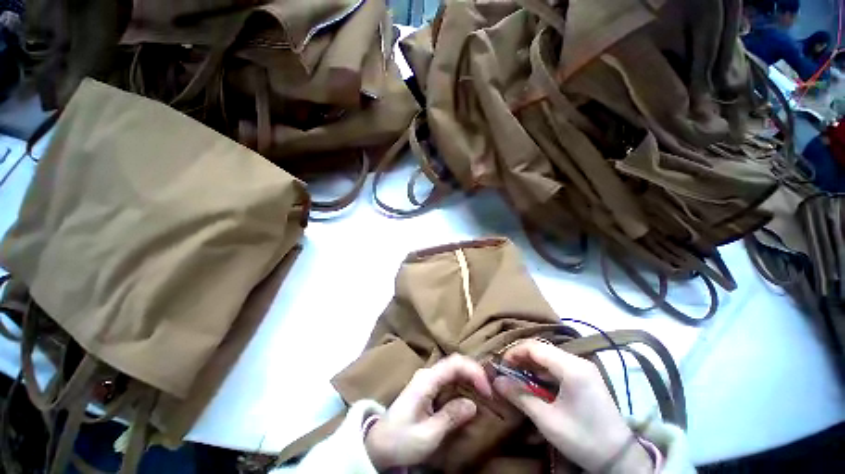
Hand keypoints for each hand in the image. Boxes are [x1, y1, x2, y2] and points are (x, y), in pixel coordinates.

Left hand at [365, 354, 491, 470]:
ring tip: (484, 393)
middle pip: (455, 363)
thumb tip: (473, 405)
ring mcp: (427, 379)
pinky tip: (470, 394)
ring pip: (453, 369)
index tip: (487, 390)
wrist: (379, 444)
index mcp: (426, 380)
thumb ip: (450, 417)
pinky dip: (462, 383)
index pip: (454, 364)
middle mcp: (427, 374)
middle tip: (489, 392)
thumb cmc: (401, 440)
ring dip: (469, 377)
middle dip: (474, 373)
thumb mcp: (427, 434)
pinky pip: (449, 379)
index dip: (474, 371)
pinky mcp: (428, 387)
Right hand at [493, 340, 652, 473]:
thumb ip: (520, 396)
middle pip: (541, 348)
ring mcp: (583, 368)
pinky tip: (535, 382)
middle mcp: (578, 361)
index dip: (514, 352)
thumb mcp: (547, 420)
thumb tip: (496, 381)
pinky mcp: (585, 376)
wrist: (620, 458)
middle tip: (507, 371)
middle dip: (521, 357)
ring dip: (530, 364)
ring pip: (548, 355)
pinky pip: (557, 365)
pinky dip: (542, 370)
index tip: (501, 366)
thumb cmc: (583, 438)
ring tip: (517, 377)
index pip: (534, 347)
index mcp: (571, 368)